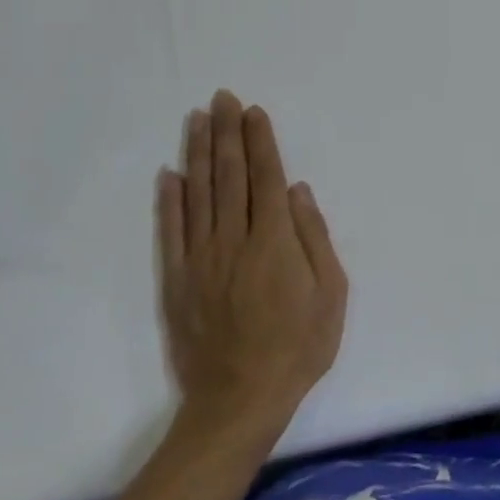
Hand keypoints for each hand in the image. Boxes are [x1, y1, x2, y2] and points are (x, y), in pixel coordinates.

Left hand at [156, 91, 347, 435]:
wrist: (239, 401)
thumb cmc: (298, 347)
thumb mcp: (331, 295)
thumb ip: (314, 238)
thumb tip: (296, 191)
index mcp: (274, 242)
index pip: (265, 177)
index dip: (259, 142)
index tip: (253, 111)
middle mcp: (233, 240)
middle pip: (229, 175)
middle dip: (227, 133)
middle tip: (221, 98)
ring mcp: (199, 259)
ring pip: (197, 194)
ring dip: (197, 153)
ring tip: (197, 120)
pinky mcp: (176, 281)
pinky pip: (170, 231)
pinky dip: (168, 200)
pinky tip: (168, 174)